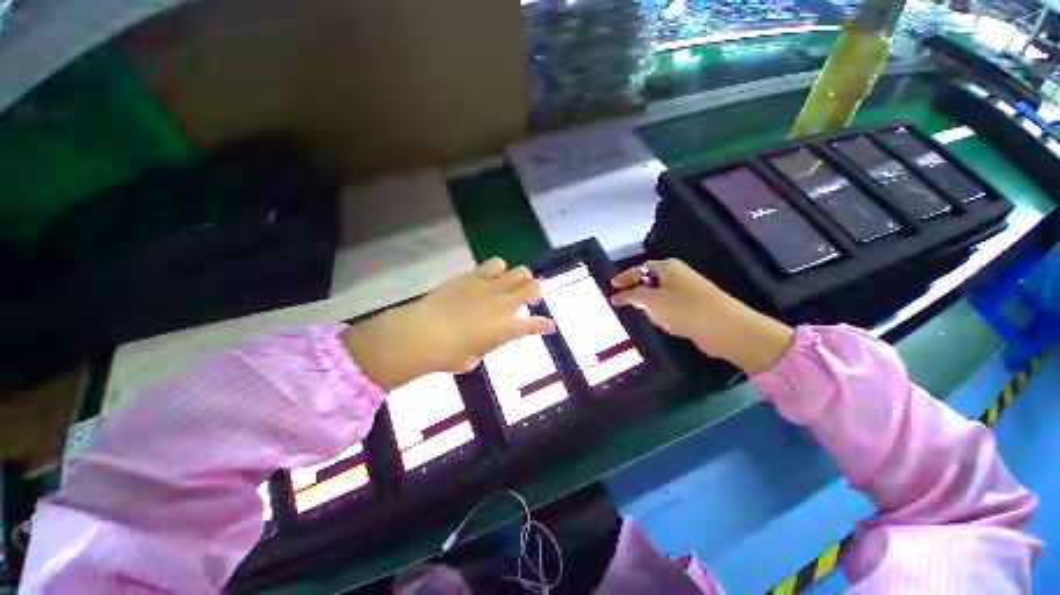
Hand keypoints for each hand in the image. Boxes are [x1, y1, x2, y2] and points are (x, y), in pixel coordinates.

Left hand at [342, 258, 555, 389]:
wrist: (423, 333)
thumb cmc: (449, 354)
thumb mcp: (475, 357)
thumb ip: (487, 344)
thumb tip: (485, 338)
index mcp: (509, 328)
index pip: (538, 325)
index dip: (547, 325)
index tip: (549, 327)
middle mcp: (506, 304)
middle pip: (535, 287)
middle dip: (535, 293)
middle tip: (527, 300)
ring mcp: (491, 286)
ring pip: (520, 271)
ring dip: (519, 279)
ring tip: (509, 285)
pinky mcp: (474, 276)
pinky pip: (495, 263)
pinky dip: (498, 269)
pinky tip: (490, 276)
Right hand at [610, 259, 793, 373]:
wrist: (725, 328)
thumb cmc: (683, 309)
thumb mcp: (651, 300)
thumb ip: (632, 296)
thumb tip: (618, 295)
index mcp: (668, 267)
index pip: (640, 268)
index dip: (625, 277)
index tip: (612, 287)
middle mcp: (678, 276)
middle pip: (650, 281)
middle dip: (637, 293)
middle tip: (623, 303)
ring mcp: (688, 291)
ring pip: (660, 296)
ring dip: (650, 306)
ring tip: (643, 316)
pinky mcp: (695, 307)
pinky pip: (671, 308)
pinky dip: (663, 315)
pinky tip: (664, 325)